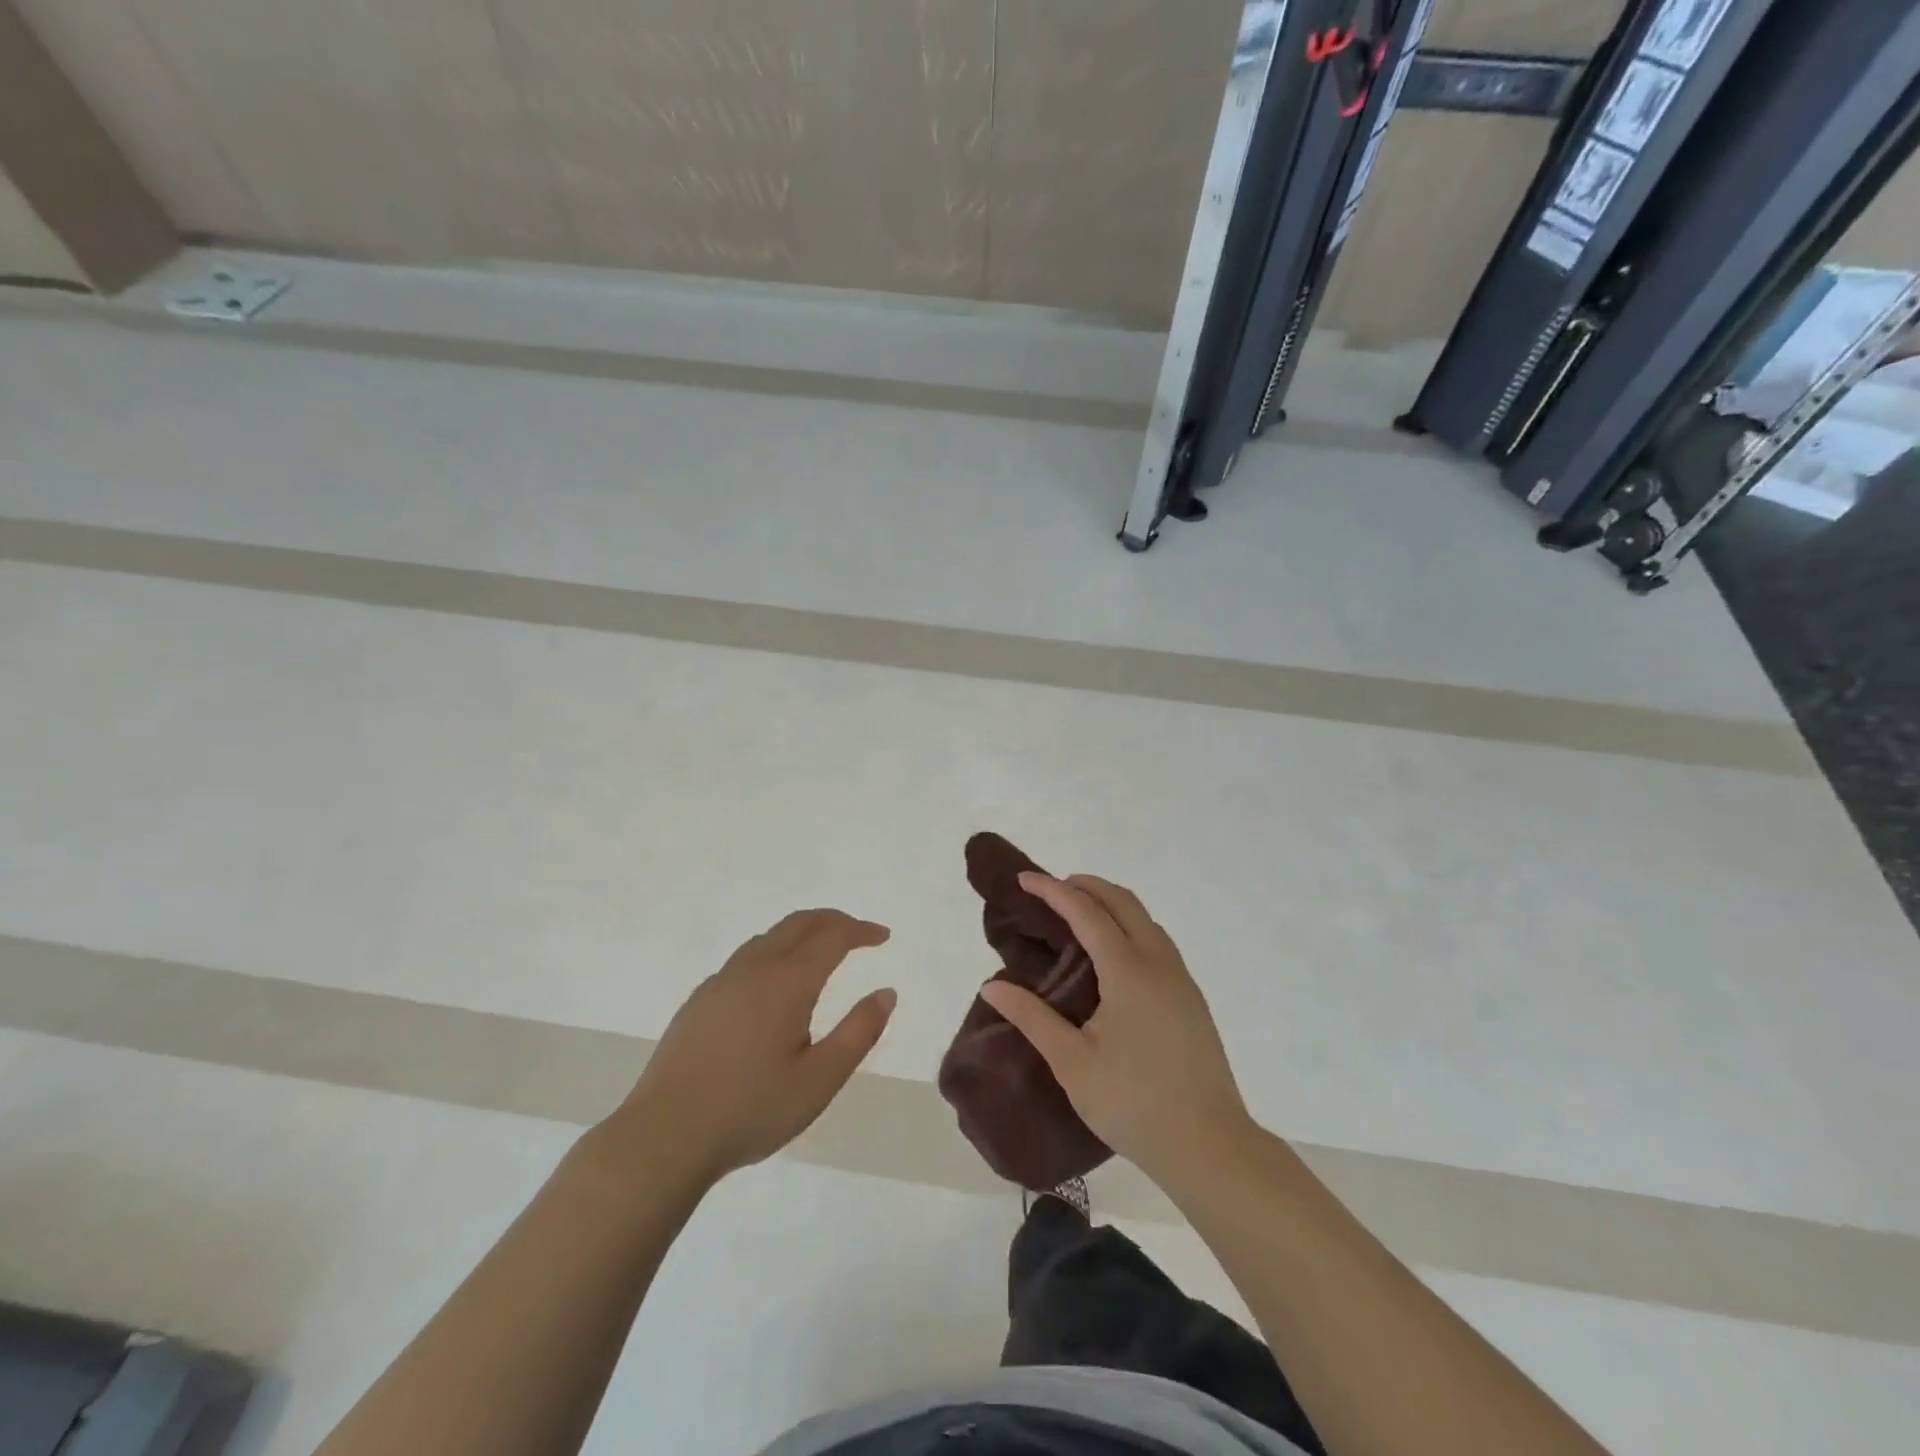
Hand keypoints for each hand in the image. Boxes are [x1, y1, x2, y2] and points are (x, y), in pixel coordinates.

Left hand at [614, 909, 895, 1183]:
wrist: (664, 1137)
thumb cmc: (751, 1109)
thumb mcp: (820, 1080)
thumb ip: (858, 1032)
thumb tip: (886, 993)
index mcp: (787, 981)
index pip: (832, 936)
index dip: (861, 931)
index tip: (882, 936)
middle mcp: (754, 968)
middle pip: (799, 924)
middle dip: (833, 921)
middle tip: (858, 934)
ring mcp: (721, 981)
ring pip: (769, 937)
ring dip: (801, 934)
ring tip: (821, 954)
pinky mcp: (699, 1000)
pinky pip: (746, 958)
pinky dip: (774, 952)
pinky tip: (774, 986)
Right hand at [980, 874, 1249, 1187]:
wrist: (1209, 1146)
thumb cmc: (1133, 1103)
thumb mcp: (1072, 1063)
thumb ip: (1032, 1018)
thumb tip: (992, 987)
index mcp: (1129, 972)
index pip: (1087, 913)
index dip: (1054, 891)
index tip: (1024, 879)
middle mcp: (1159, 963)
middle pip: (1123, 902)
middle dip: (1087, 885)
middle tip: (1052, 889)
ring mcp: (1181, 979)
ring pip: (1146, 920)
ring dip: (1111, 904)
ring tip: (1078, 916)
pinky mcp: (1191, 999)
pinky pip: (1158, 942)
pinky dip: (1130, 927)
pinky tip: (1113, 956)